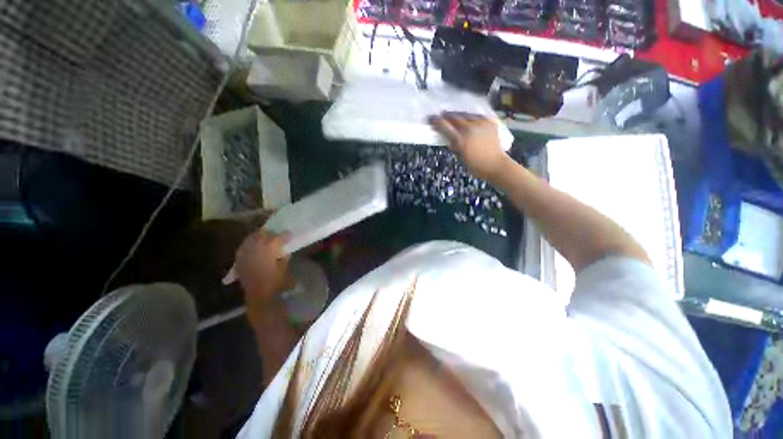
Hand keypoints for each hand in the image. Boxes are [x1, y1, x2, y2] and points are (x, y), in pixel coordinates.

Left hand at [228, 230, 293, 306]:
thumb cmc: (276, 282)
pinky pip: (244, 247)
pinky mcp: (239, 260)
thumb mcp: (284, 268)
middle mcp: (255, 248)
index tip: (290, 235)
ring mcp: (245, 253)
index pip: (278, 237)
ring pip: (251, 238)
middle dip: (270, 233)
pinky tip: (254, 248)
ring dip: (259, 237)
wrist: (258, 296)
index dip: (285, 235)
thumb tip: (283, 250)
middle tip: (277, 235)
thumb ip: (284, 256)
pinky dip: (249, 245)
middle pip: (262, 234)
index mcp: (269, 249)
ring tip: (265, 238)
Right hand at [429, 112, 511, 180]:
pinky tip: (469, 118)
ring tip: (454, 116)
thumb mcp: (461, 157)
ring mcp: (481, 124)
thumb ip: (456, 146)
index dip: (437, 121)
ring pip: (466, 115)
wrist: (496, 164)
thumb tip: (451, 138)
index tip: (431, 119)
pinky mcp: (490, 122)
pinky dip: (470, 117)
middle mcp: (470, 129)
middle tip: (441, 116)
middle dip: (446, 116)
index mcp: (461, 140)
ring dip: (458, 115)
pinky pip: (477, 116)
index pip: (445, 126)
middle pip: (455, 117)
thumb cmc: (477, 166)